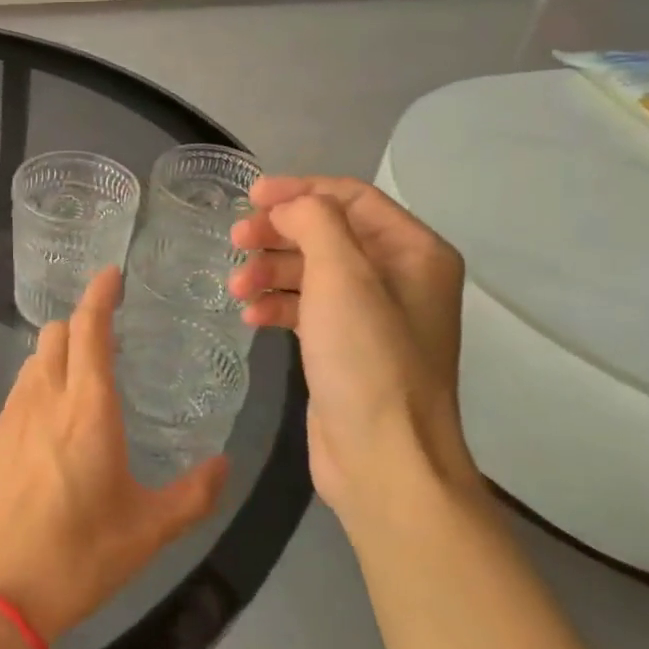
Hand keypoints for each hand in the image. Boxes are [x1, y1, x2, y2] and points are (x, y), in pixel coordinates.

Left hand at [0, 268, 227, 642]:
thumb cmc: (78, 556)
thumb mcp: (149, 532)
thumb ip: (193, 494)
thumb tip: (222, 464)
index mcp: (86, 409)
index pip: (89, 329)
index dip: (99, 295)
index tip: (110, 275)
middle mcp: (42, 400)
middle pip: (54, 336)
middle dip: (78, 327)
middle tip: (104, 346)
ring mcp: (6, 420)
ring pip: (31, 366)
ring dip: (55, 362)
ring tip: (78, 392)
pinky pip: (13, 403)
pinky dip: (34, 400)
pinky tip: (46, 442)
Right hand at [228, 176, 472, 511]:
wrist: (382, 457)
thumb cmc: (367, 359)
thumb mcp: (343, 276)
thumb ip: (315, 222)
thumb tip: (288, 206)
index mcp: (413, 252)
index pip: (351, 198)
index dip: (299, 191)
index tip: (250, 197)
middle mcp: (398, 277)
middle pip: (327, 233)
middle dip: (278, 233)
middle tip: (235, 240)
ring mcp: (372, 315)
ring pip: (312, 271)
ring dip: (271, 271)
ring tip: (238, 287)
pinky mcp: (345, 347)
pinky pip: (306, 308)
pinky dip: (277, 305)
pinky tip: (251, 316)